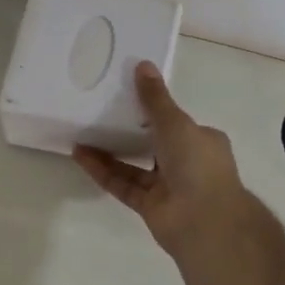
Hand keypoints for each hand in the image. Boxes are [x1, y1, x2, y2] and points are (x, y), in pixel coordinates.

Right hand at [74, 61, 252, 259]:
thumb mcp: (176, 122)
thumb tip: (142, 64)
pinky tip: (81, 156)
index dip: (155, 110)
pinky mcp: (148, 206)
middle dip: (128, 132)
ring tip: (82, 134)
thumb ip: (155, 98)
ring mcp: (167, 187)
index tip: (128, 97)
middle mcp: (187, 163)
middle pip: (153, 144)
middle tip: (99, 114)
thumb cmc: (196, 164)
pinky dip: (103, 171)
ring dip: (109, 152)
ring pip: (133, 166)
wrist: (203, 220)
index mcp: (202, 141)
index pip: (177, 122)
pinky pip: (122, 184)